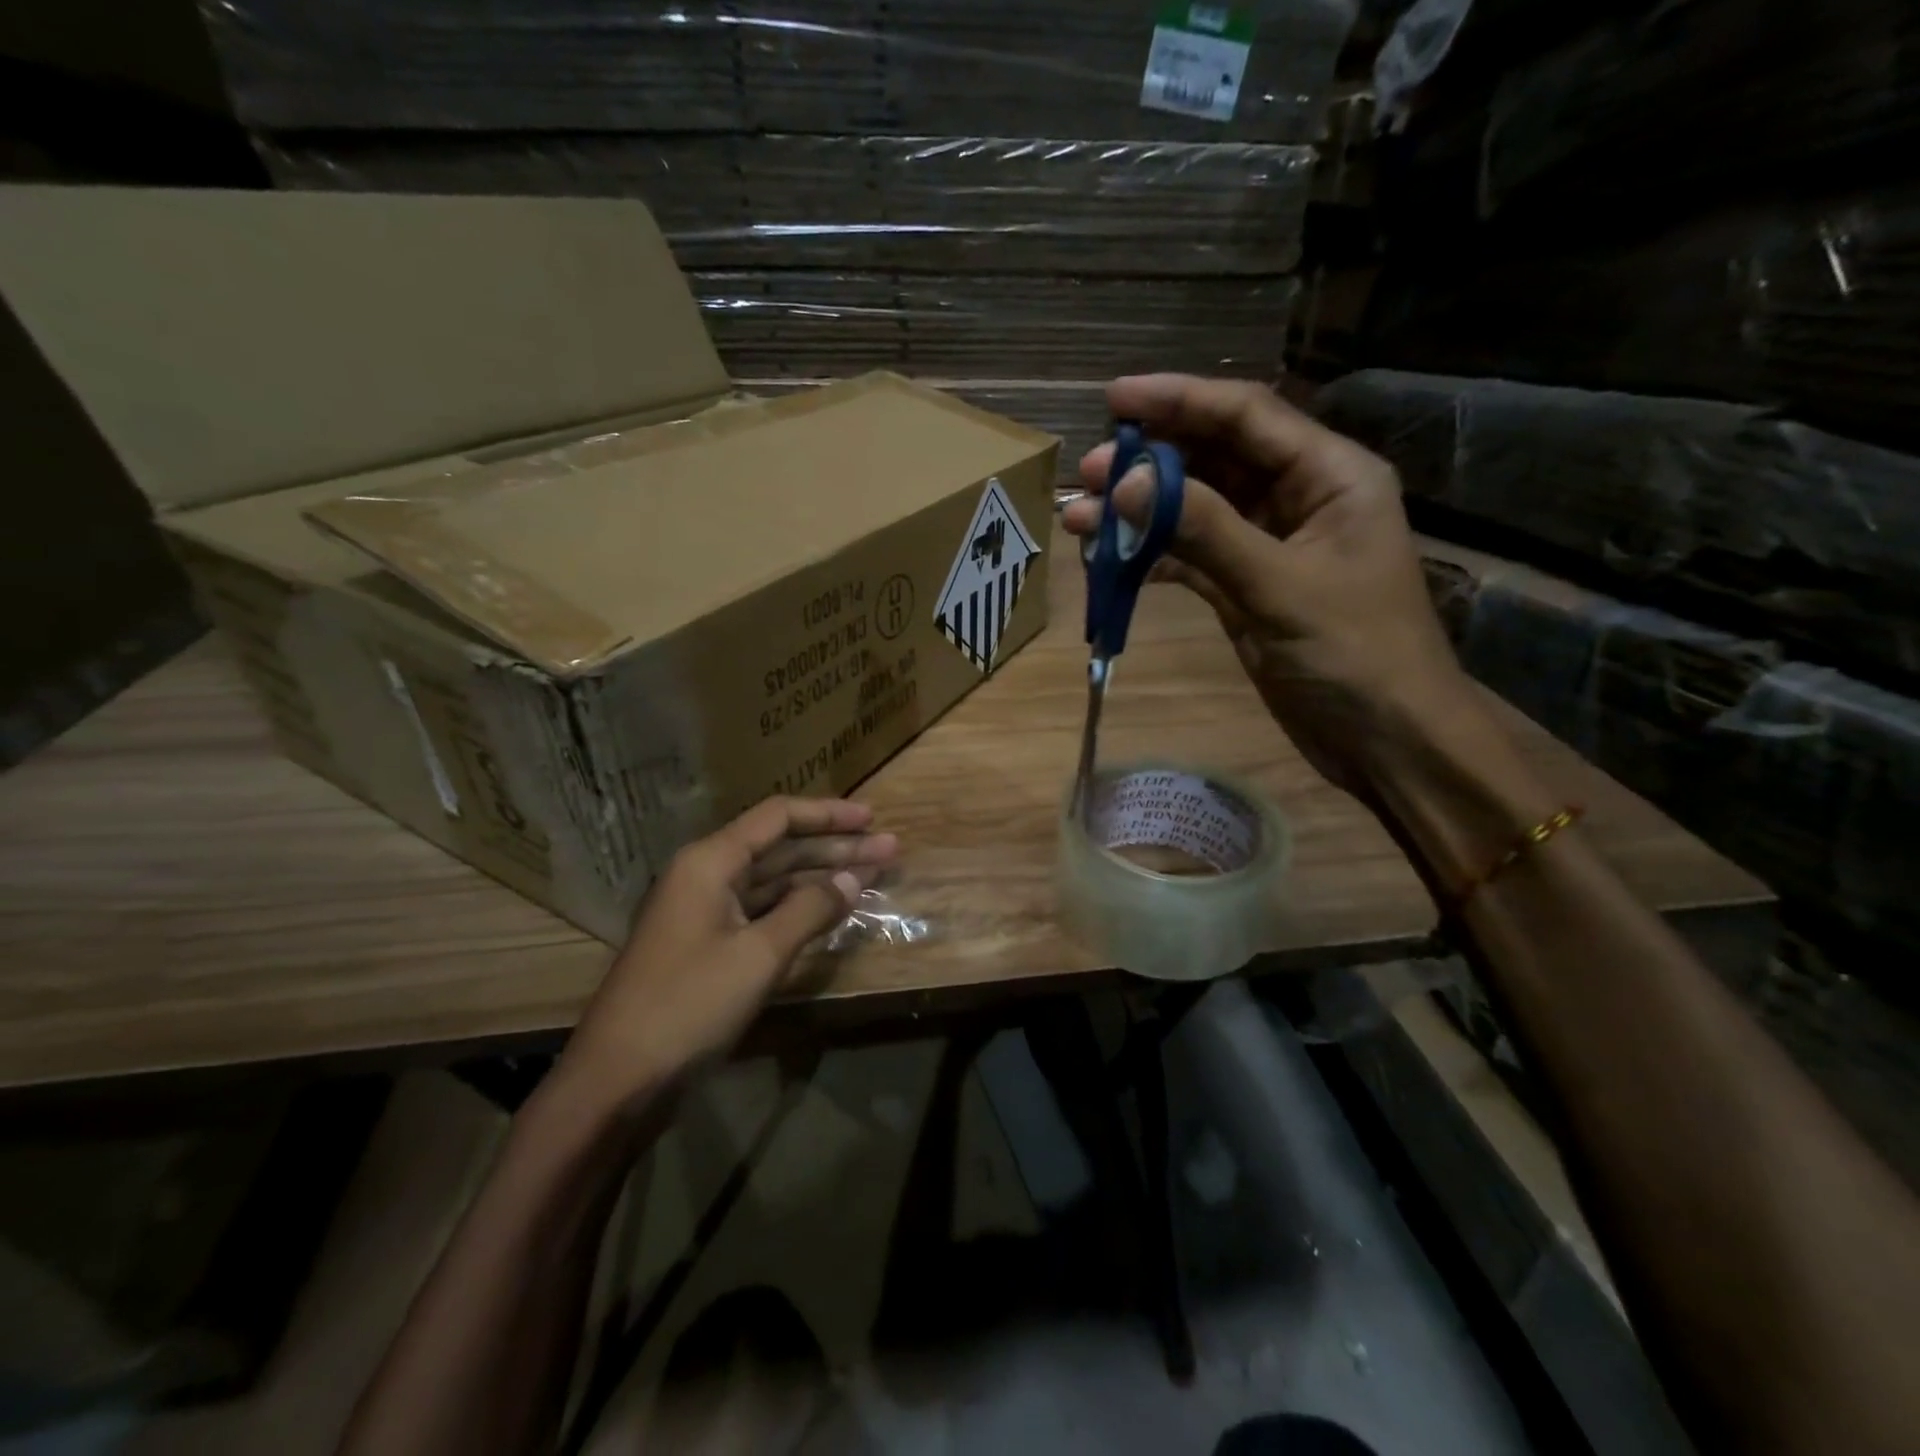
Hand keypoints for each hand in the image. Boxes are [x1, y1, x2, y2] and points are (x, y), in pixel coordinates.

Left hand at [553, 797, 897, 1113]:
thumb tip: (854, 879)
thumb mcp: (758, 955)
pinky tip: (832, 910)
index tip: (872, 819)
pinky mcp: (709, 946)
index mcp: (710, 862)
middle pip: (780, 847)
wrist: (615, 1081)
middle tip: (890, 849)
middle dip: (836, 847)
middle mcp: (706, 875)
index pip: (778, 818)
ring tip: (873, 874)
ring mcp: (706, 912)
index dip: (828, 814)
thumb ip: (810, 910)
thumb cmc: (687, 1006)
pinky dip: (799, 908)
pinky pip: (763, 911)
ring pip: (774, 881)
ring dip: (822, 877)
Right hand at [1061, 374, 1477, 802]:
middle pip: (1214, 459)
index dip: (1178, 401)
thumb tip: (1127, 484)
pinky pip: (1191, 558)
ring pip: (1195, 511)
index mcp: (1329, 475)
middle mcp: (1298, 498)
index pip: (1246, 416)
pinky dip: (1152, 558)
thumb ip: (1205, 530)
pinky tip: (1110, 560)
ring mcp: (1269, 545)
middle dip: (1149, 462)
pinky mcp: (1246, 588)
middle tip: (1086, 473)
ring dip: (1141, 513)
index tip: (1112, 400)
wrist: (1387, 738)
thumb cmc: (1355, 655)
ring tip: (1082, 519)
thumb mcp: (1280, 586)